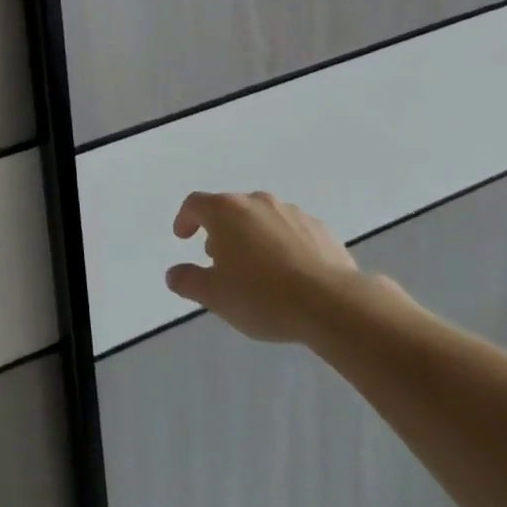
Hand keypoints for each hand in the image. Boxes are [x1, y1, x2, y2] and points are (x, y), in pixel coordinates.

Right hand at [165, 191, 359, 341]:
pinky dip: (282, 244)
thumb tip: (173, 274)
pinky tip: (289, 272)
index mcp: (226, 211)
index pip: (195, 204)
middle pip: (230, 209)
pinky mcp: (321, 228)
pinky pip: (291, 231)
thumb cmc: (262, 296)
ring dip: (252, 236)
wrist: (333, 304)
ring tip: (256, 269)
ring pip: (262, 218)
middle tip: (219, 260)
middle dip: (220, 231)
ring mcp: (292, 212)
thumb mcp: (215, 296)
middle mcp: (257, 202)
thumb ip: (188, 281)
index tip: (182, 237)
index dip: (185, 219)